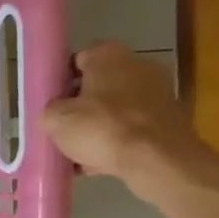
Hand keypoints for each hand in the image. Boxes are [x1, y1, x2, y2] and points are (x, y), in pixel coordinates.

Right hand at [41, 41, 200, 193]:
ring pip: (116, 109)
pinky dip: (118, 141)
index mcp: (109, 55)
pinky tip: (100, 162)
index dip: (61, 79)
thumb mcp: (56, 120)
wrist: (156, 159)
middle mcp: (138, 65)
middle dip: (81, 105)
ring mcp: (158, 92)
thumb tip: (55, 114)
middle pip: (99, 85)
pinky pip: (133, 128)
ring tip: (78, 152)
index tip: (50, 101)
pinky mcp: (168, 119)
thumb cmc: (101, 128)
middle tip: (62, 127)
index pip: (78, 59)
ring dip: (99, 126)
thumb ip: (50, 111)